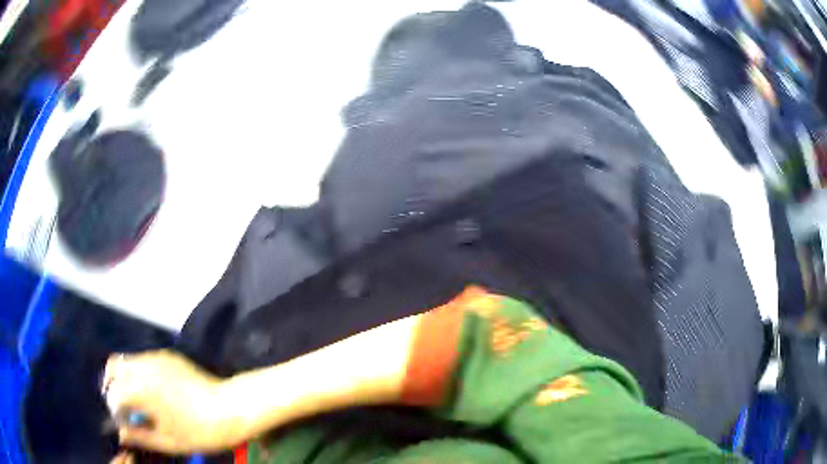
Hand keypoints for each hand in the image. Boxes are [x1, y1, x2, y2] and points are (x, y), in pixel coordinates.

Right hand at [103, 350, 240, 453]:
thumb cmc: (199, 432)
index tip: (124, 422)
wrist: (230, 409)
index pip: (113, 393)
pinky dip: (139, 371)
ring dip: (124, 376)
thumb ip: (139, 436)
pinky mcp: (168, 355)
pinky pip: (144, 358)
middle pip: (113, 367)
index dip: (114, 409)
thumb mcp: (168, 442)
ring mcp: (156, 358)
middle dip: (112, 385)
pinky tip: (152, 389)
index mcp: (141, 389)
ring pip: (127, 359)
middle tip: (122, 405)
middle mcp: (144, 367)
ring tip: (135, 397)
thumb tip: (121, 434)